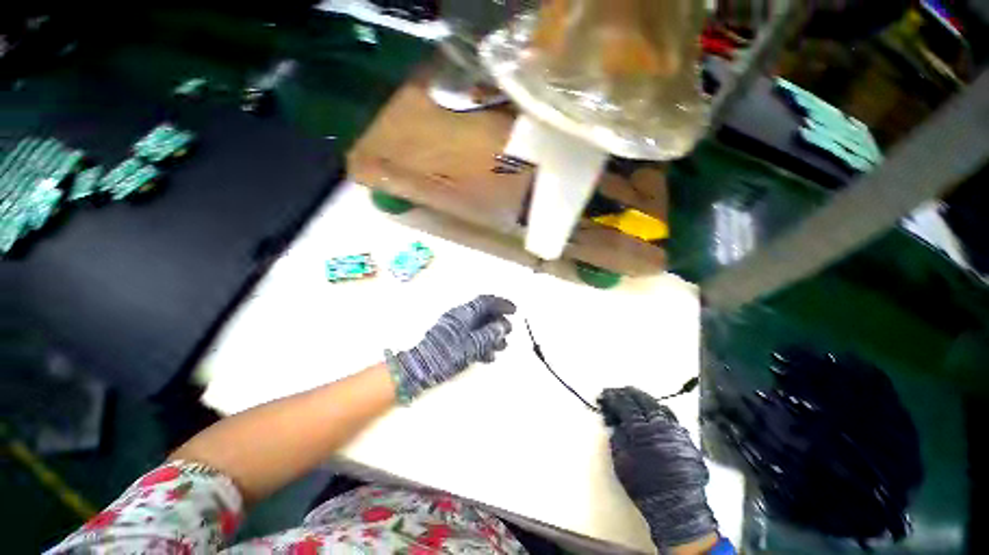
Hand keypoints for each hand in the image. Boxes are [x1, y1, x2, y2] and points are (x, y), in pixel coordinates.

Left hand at [387, 295, 515, 401]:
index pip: (486, 302)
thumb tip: (502, 326)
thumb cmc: (447, 353)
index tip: (514, 311)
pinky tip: (488, 356)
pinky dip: (482, 344)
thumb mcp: (472, 344)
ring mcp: (455, 328)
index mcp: (464, 313)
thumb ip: (488, 335)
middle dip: (499, 322)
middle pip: (484, 314)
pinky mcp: (452, 340)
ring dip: (492, 335)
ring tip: (502, 347)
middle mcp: (460, 317)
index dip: (501, 304)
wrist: (421, 367)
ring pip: (479, 326)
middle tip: (509, 332)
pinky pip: (471, 337)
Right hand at [599, 387, 717, 551]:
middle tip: (619, 390)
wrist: (676, 507)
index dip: (614, 397)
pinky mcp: (687, 438)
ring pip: (658, 406)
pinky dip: (659, 409)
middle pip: (643, 400)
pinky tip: (654, 411)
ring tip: (634, 396)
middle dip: (628, 393)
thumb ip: (617, 437)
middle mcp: (659, 426)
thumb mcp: (621, 462)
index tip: (605, 393)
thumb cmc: (643, 486)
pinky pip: (671, 417)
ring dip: (644, 398)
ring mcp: (676, 431)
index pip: (625, 405)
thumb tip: (614, 420)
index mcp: (641, 431)